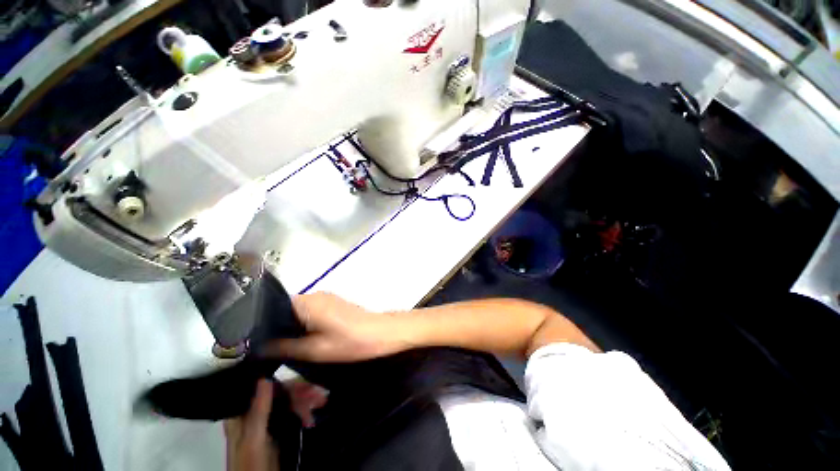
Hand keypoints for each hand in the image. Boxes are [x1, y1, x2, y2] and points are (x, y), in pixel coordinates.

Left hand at [225, 379, 328, 470]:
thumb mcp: (254, 439)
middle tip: (318, 393)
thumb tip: (264, 377)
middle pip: (279, 393)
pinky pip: (292, 413)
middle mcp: (254, 414)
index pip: (262, 387)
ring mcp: (266, 422)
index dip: (281, 380)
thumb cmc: (252, 464)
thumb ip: (258, 411)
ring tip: (322, 401)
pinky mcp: (277, 429)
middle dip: (299, 392)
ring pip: (288, 402)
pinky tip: (312, 416)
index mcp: (242, 414)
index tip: (301, 379)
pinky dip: (303, 412)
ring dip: (304, 401)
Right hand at [261, 292, 406, 362]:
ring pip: (298, 311)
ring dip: (290, 327)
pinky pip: (310, 311)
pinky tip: (301, 339)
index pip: (274, 306)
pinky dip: (303, 324)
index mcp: (307, 302)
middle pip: (286, 309)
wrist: (380, 333)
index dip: (262, 323)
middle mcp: (314, 295)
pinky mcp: (333, 304)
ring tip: (279, 347)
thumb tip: (258, 347)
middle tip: (264, 348)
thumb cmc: (349, 342)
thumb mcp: (314, 350)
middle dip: (276, 327)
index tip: (252, 341)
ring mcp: (325, 298)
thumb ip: (284, 347)